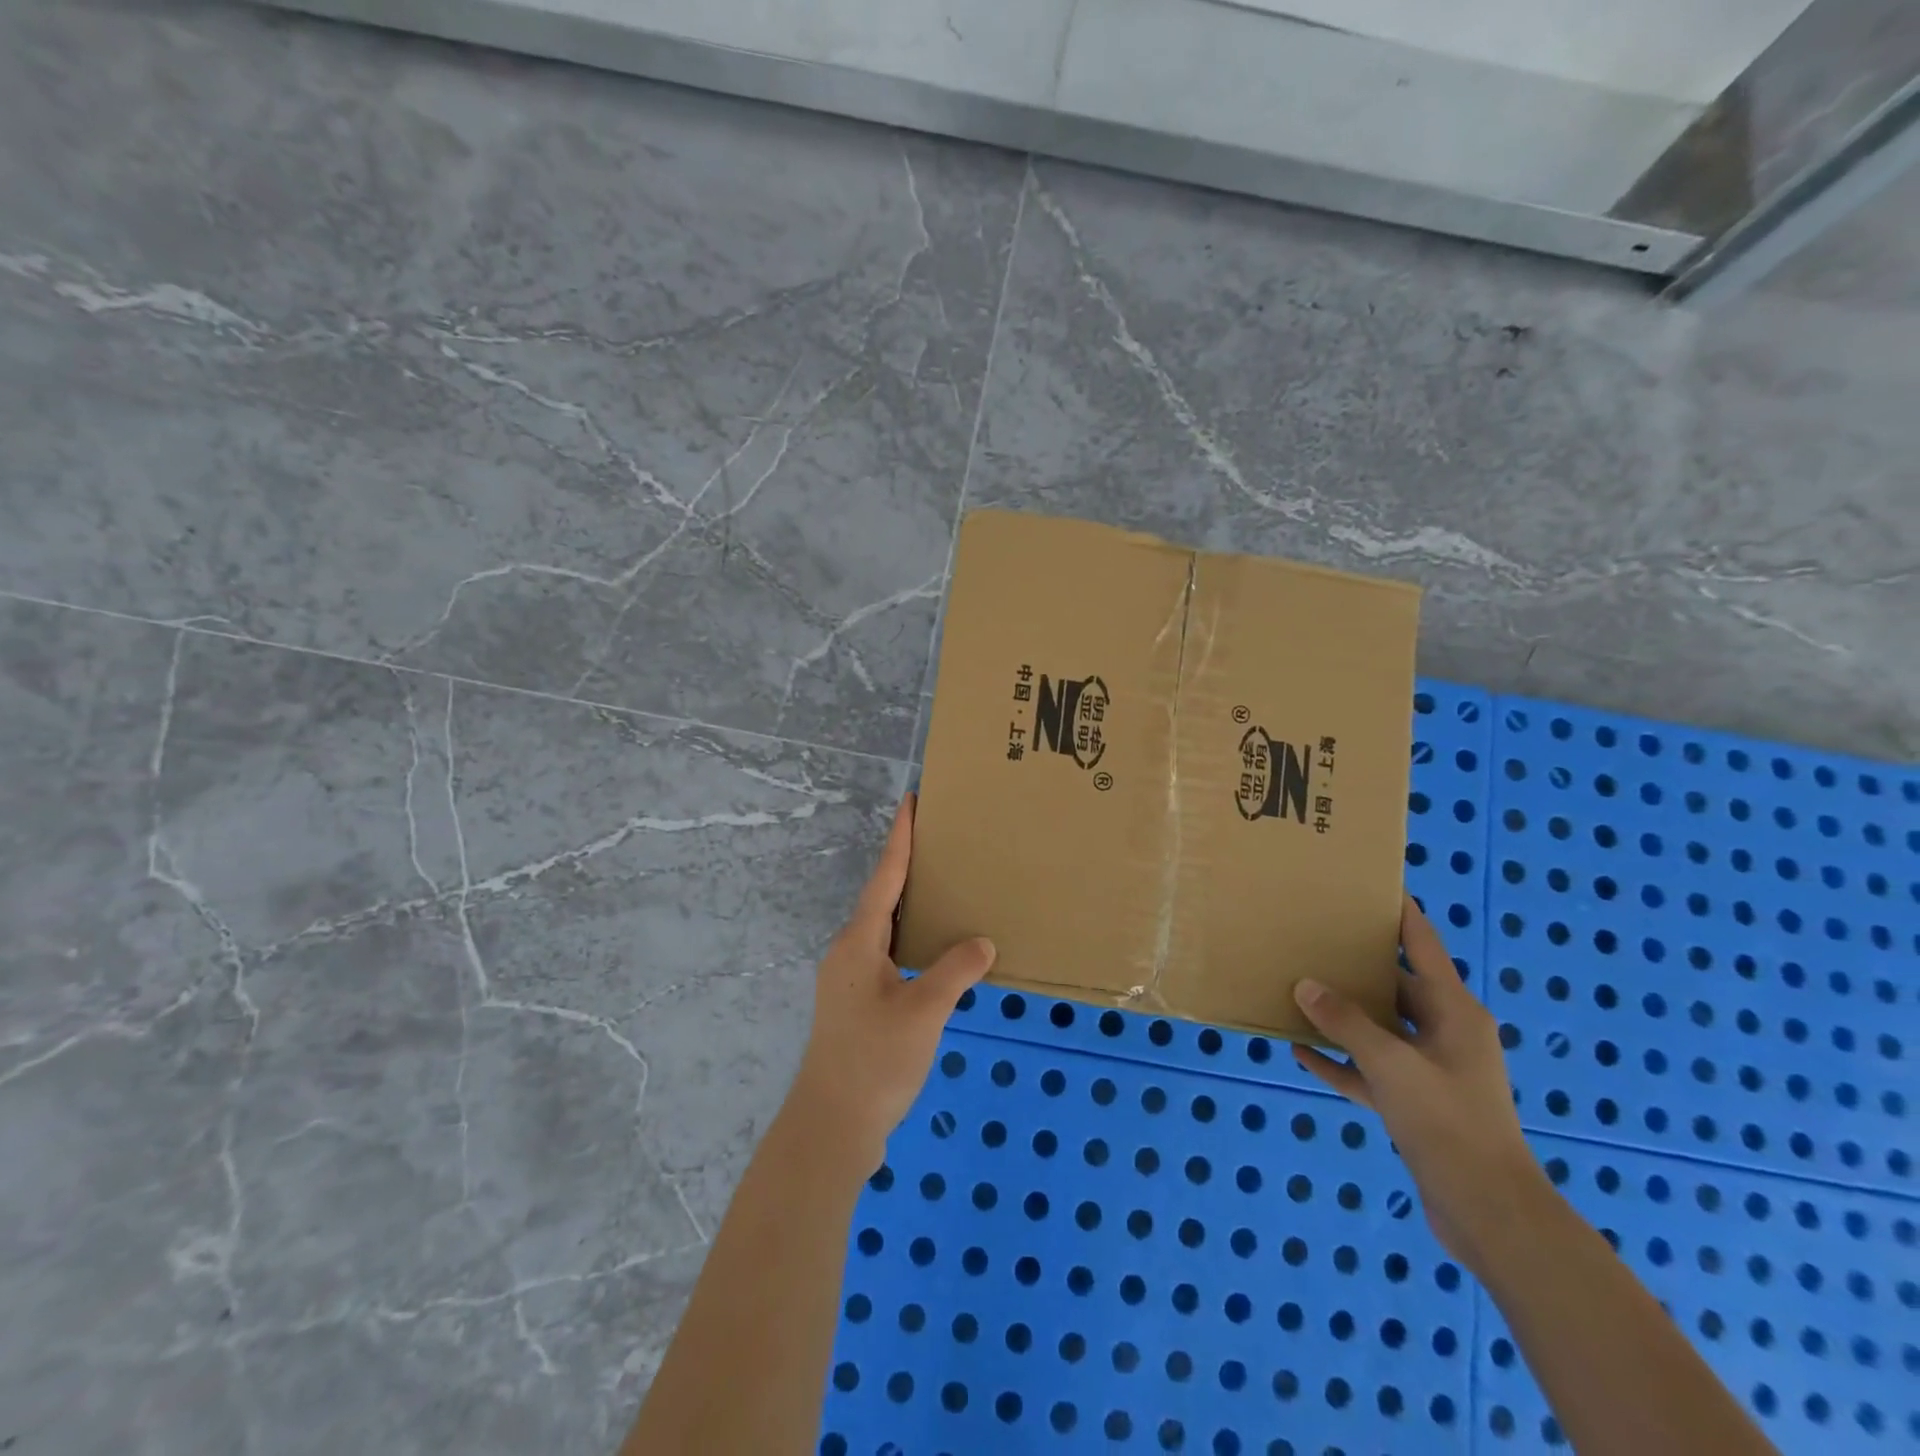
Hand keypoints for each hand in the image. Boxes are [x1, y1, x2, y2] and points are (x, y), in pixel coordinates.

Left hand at [787, 793, 995, 1176]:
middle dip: (907, 867)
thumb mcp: (923, 1011)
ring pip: (884, 928)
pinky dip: (911, 940)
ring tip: (942, 888)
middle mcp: (849, 952)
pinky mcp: (857, 1004)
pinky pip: (888, 954)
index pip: (885, 878)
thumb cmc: (875, 1061)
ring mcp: (850, 979)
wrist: (832, 1126)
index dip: (900, 838)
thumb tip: (981, 941)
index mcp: (859, 942)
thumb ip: (954, 970)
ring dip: (909, 905)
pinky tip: (934, 951)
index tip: (911, 802)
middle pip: (881, 897)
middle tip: (939, 841)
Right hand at [1290, 894, 1549, 1271]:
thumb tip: (1305, 985)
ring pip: (1380, 1029)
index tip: (1374, 886)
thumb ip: (1346, 1022)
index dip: (1402, 915)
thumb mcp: (1392, 1065)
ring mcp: (1430, 1071)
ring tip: (1299, 990)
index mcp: (1455, 1012)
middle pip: (1397, 986)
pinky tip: (1301, 1053)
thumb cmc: (1449, 1123)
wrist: (1490, 1214)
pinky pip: (1370, 1071)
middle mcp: (1445, 1034)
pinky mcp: (1415, 1105)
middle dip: (1358, 965)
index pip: (1424, 947)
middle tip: (1316, 937)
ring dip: (1343, 1015)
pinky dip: (1340, 1061)